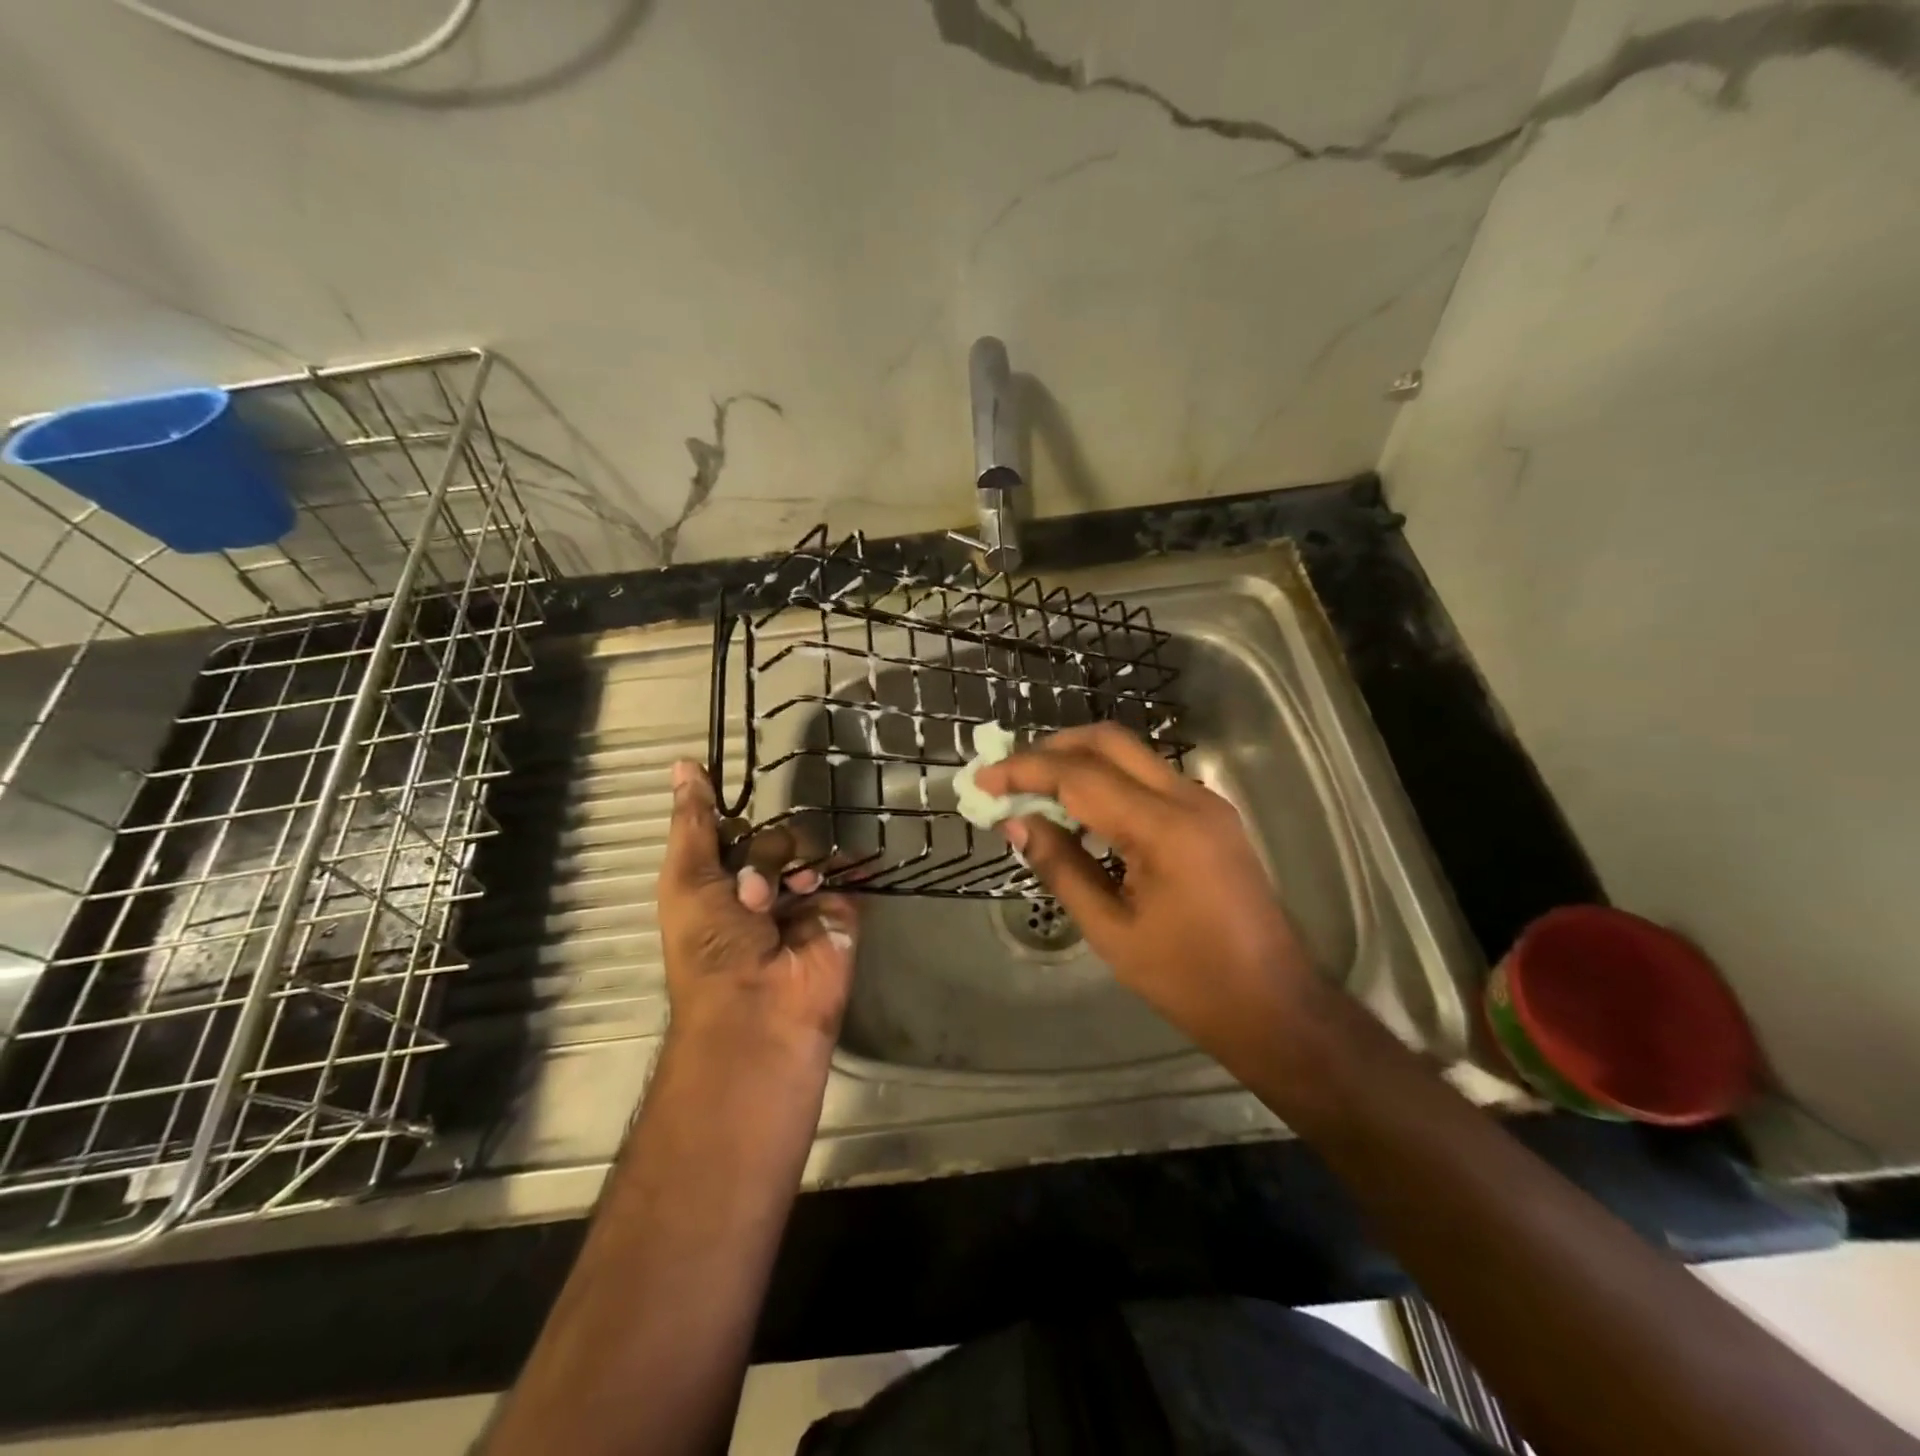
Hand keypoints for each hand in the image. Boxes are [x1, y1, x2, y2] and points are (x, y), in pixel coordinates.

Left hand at [659, 760, 858, 1054]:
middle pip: (772, 838)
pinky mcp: (839, 913)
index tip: (735, 809)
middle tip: (754, 892)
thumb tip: (683, 763)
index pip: (732, 832)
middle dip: (764, 853)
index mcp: (715, 883)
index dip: (733, 820)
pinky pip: (847, 875)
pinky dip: (850, 864)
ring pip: (808, 851)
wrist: (760, 1010)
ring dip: (796, 865)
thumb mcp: (686, 878)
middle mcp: (758, 888)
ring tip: (792, 896)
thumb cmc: (709, 945)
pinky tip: (845, 863)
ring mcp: (801, 900)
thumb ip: (693, 821)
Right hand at [975, 724, 1314, 1058]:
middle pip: (1109, 742)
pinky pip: (1149, 779)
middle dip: (1052, 749)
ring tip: (1034, 792)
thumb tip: (1016, 824)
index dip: (1025, 771)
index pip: (1080, 776)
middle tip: (1008, 774)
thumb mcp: (1111, 930)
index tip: (983, 779)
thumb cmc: (1188, 979)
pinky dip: (1107, 782)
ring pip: (1131, 755)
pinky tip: (1080, 812)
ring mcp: (1206, 803)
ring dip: (1079, 762)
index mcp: (1164, 829)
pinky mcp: (1211, 816)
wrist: (1272, 1004)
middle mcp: (1190, 798)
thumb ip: (1061, 867)